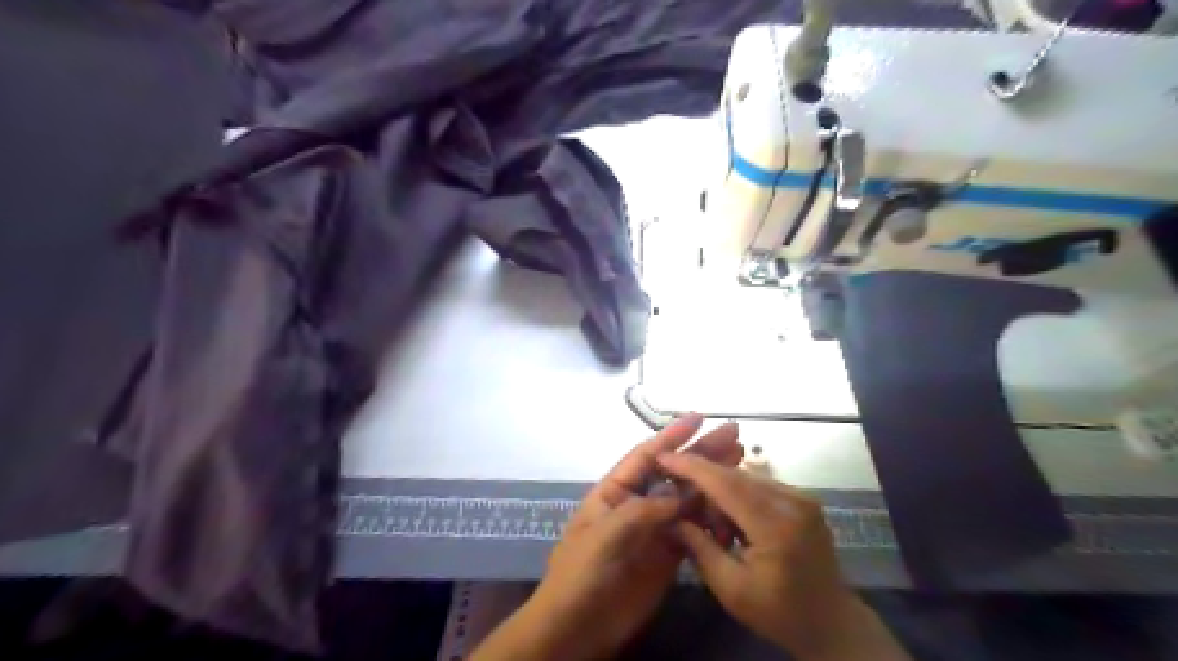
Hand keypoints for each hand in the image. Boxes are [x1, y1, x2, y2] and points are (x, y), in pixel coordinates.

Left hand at [467, 412, 732, 660]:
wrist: (578, 627)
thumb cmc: (581, 573)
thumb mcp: (605, 535)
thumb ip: (643, 511)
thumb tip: (681, 496)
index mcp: (615, 490)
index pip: (647, 455)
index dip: (672, 436)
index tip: (699, 417)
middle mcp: (637, 503)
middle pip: (674, 473)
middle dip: (701, 453)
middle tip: (733, 434)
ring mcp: (654, 529)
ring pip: (688, 499)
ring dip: (712, 482)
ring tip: (739, 461)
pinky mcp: (668, 555)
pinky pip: (693, 529)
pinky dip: (712, 518)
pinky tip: (732, 507)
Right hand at [654, 451, 907, 660]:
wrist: (830, 623)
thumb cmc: (777, 612)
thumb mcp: (730, 588)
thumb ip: (699, 547)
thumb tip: (670, 516)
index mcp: (776, 526)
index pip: (726, 484)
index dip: (692, 467)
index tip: (663, 456)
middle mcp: (793, 501)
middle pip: (735, 476)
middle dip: (704, 483)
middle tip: (683, 504)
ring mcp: (802, 497)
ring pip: (746, 478)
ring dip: (723, 493)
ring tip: (718, 531)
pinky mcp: (803, 499)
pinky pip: (760, 485)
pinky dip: (740, 497)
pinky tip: (736, 524)